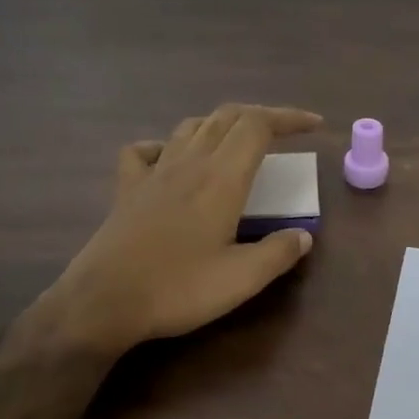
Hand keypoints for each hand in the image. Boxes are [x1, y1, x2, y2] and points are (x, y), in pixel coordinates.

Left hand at [26, 104, 323, 355]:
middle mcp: (188, 164)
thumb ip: (278, 253)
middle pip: (226, 117)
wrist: (104, 302)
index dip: (288, 118)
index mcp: (221, 179)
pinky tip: (172, 159)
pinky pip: (145, 150)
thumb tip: (303, 236)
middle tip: (285, 133)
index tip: (315, 127)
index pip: (258, 126)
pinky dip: (166, 145)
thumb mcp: (242, 279)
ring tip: (239, 142)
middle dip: (261, 116)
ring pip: (190, 127)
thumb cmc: (178, 289)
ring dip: (221, 125)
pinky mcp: (127, 190)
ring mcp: (153, 173)